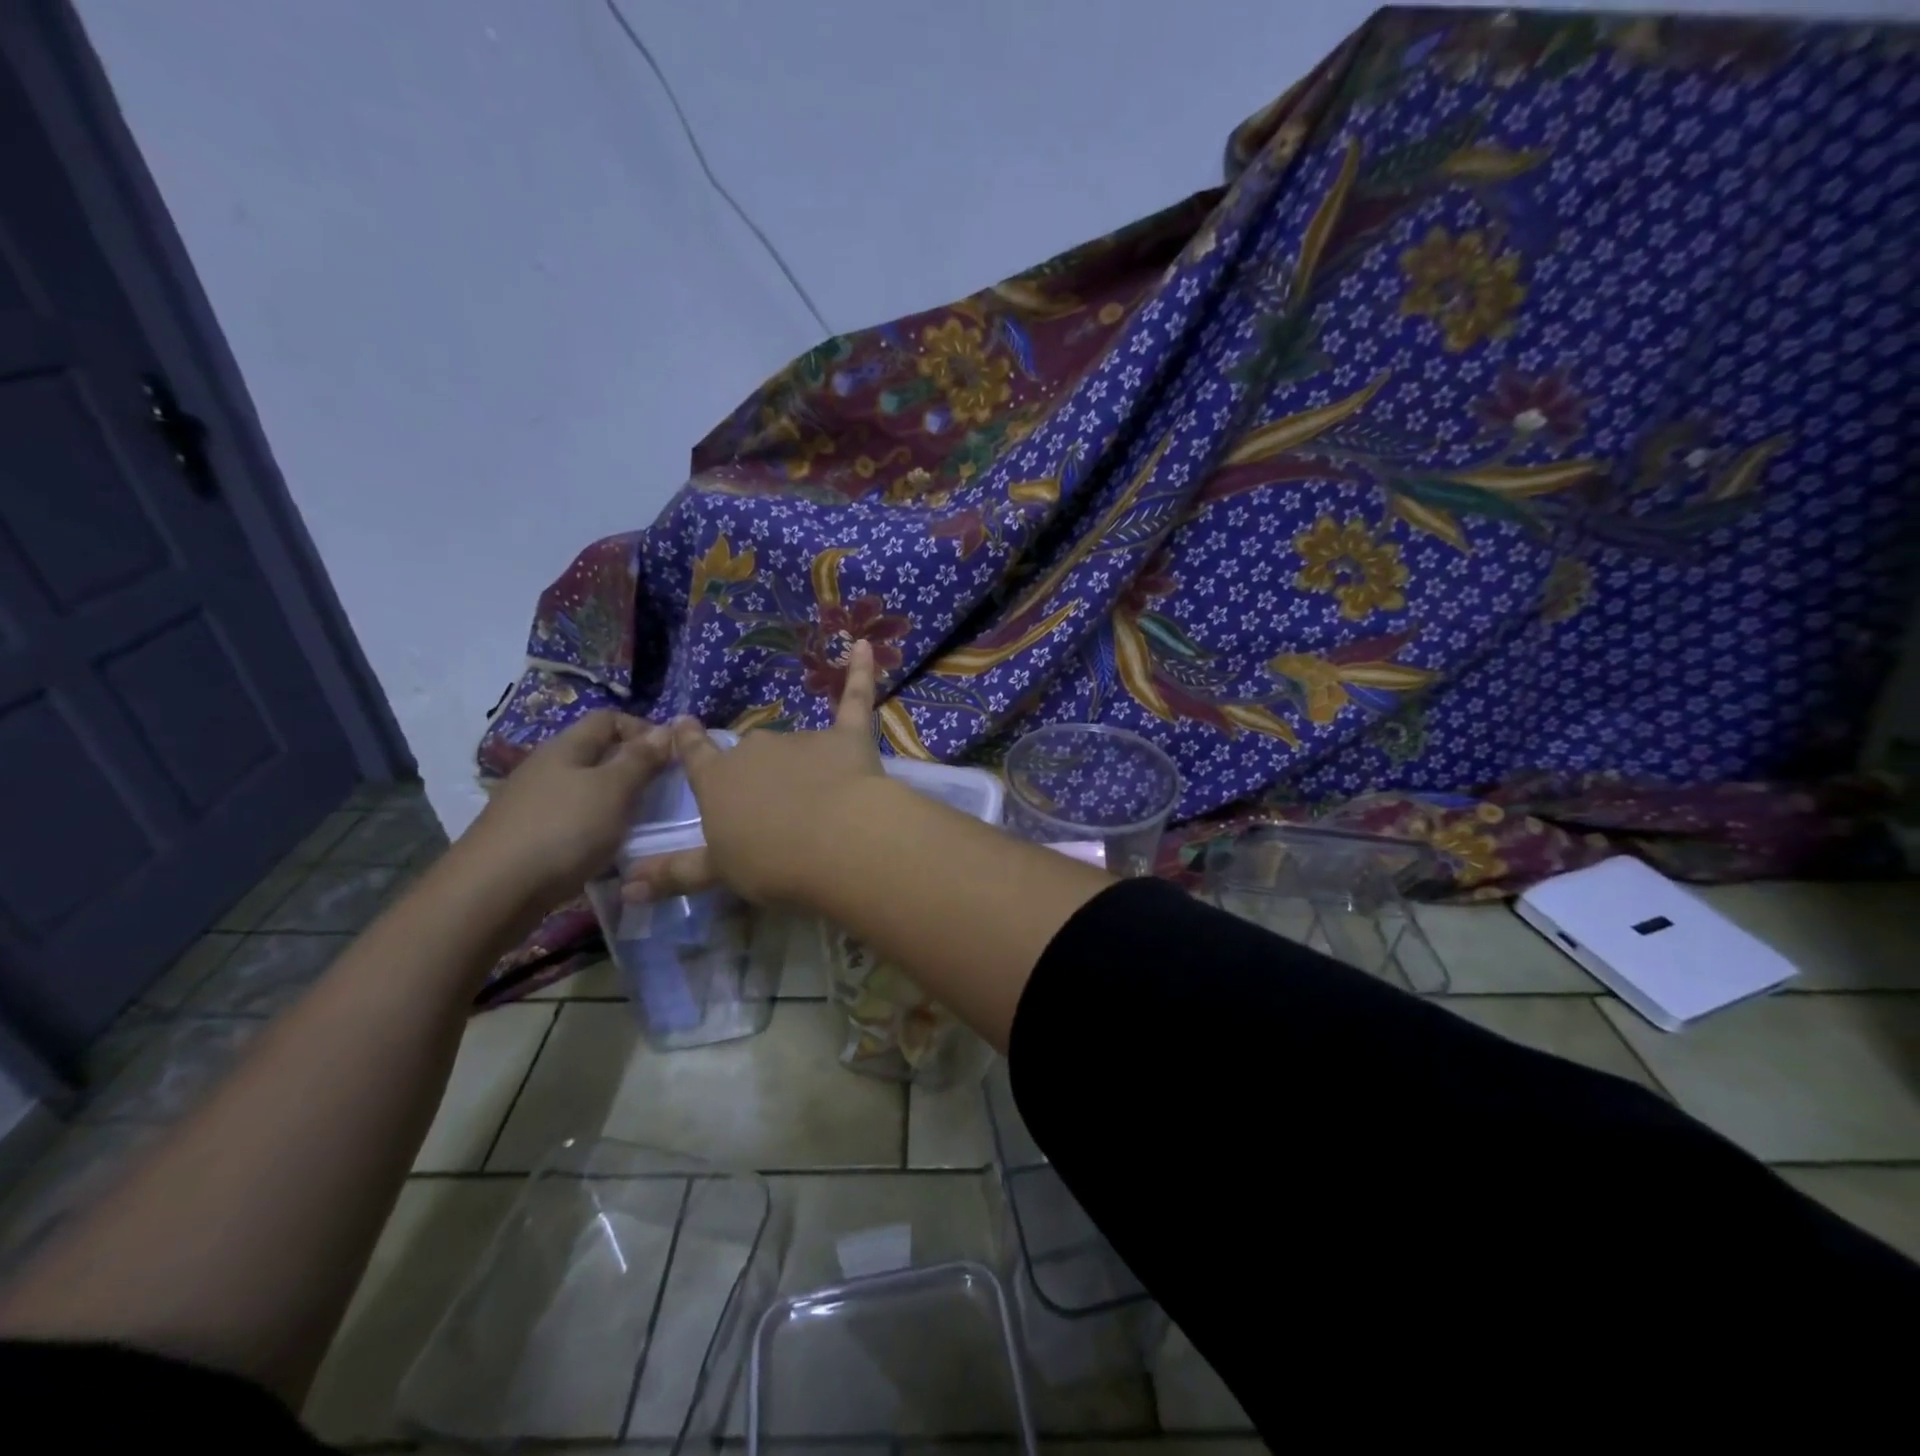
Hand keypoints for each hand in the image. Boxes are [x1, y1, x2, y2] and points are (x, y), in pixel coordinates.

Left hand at [457, 710, 671, 911]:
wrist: (491, 893)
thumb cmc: (562, 830)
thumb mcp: (613, 790)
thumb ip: (640, 759)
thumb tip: (666, 729)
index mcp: (565, 747)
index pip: (609, 719)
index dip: (643, 729)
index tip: (671, 755)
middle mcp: (546, 768)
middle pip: (597, 755)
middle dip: (633, 768)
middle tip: (663, 793)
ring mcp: (533, 803)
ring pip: (586, 790)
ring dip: (616, 802)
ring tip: (641, 824)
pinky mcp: (527, 836)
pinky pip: (573, 820)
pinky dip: (596, 828)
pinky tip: (607, 849)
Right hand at [627, 639, 884, 904]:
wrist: (835, 841)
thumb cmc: (771, 862)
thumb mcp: (718, 873)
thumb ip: (675, 872)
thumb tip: (626, 888)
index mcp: (717, 781)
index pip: (696, 757)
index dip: (688, 742)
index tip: (682, 723)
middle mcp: (753, 751)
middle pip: (750, 753)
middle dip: (759, 772)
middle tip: (774, 804)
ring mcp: (800, 740)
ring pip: (796, 745)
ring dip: (804, 762)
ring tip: (821, 799)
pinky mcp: (846, 737)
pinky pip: (854, 698)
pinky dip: (860, 672)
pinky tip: (862, 647)